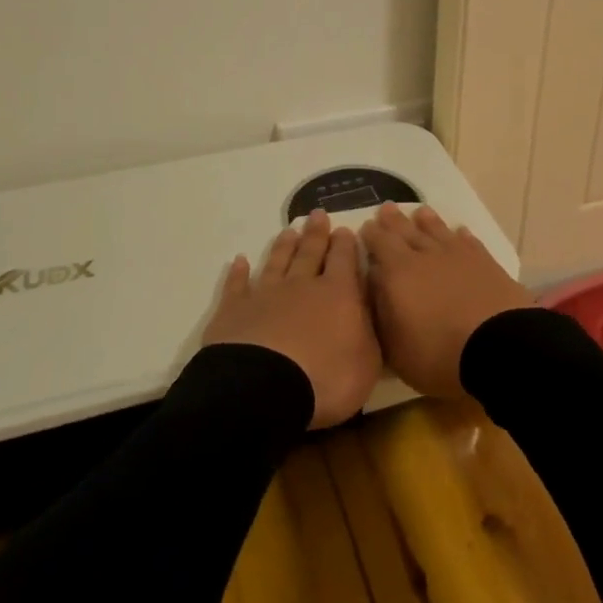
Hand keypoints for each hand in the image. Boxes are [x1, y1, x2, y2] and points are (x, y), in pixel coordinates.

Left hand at [203, 209, 380, 428]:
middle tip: (317, 214)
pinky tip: (239, 261)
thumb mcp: (367, 361)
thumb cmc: (326, 378)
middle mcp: (301, 286)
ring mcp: (265, 295)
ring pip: (277, 262)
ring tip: (289, 230)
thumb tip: (367, 306)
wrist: (263, 388)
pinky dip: (239, 272)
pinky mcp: (234, 311)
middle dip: (316, 234)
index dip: (345, 244)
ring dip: (284, 246)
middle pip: (310, 253)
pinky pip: (237, 285)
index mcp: (337, 294)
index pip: (344, 260)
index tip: (344, 229)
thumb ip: (368, 329)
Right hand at [361, 203, 536, 398]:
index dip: (371, 234)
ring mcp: (458, 256)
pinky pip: (468, 241)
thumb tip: (375, 288)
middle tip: (386, 208)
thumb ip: (381, 316)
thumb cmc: (439, 354)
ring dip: (427, 221)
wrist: (499, 347)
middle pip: (406, 231)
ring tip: (420, 211)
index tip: (365, 226)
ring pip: (437, 231)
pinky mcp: (485, 262)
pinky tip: (459, 231)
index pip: (380, 244)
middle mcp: (425, 256)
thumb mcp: (396, 349)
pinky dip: (461, 235)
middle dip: (393, 221)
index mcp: (398, 273)